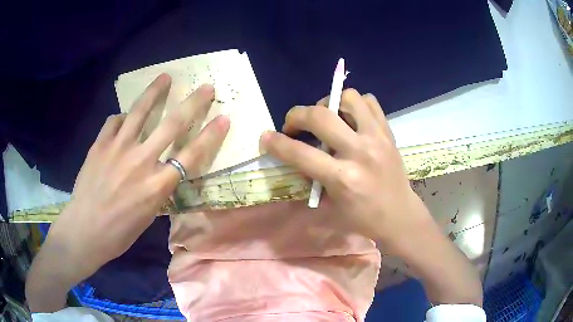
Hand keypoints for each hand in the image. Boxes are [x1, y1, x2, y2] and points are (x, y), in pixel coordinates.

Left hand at [28, 74, 229, 311]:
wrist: (85, 230)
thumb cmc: (119, 233)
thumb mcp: (148, 216)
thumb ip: (157, 188)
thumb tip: (161, 168)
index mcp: (157, 185)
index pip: (192, 154)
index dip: (211, 134)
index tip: (224, 117)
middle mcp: (141, 161)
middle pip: (172, 124)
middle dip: (193, 103)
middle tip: (205, 87)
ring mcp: (118, 148)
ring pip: (141, 111)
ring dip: (155, 92)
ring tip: (165, 78)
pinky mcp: (100, 144)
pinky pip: (114, 121)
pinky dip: (122, 118)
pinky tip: (123, 120)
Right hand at [260, 89, 426, 245]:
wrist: (400, 216)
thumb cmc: (363, 219)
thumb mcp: (331, 206)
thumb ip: (312, 177)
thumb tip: (296, 155)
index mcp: (343, 179)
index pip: (300, 153)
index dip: (276, 143)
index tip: (265, 137)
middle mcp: (360, 152)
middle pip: (320, 116)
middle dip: (297, 115)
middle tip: (294, 126)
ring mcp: (377, 138)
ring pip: (348, 97)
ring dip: (329, 103)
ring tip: (326, 117)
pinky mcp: (388, 132)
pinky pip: (369, 102)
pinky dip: (354, 104)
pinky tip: (349, 118)